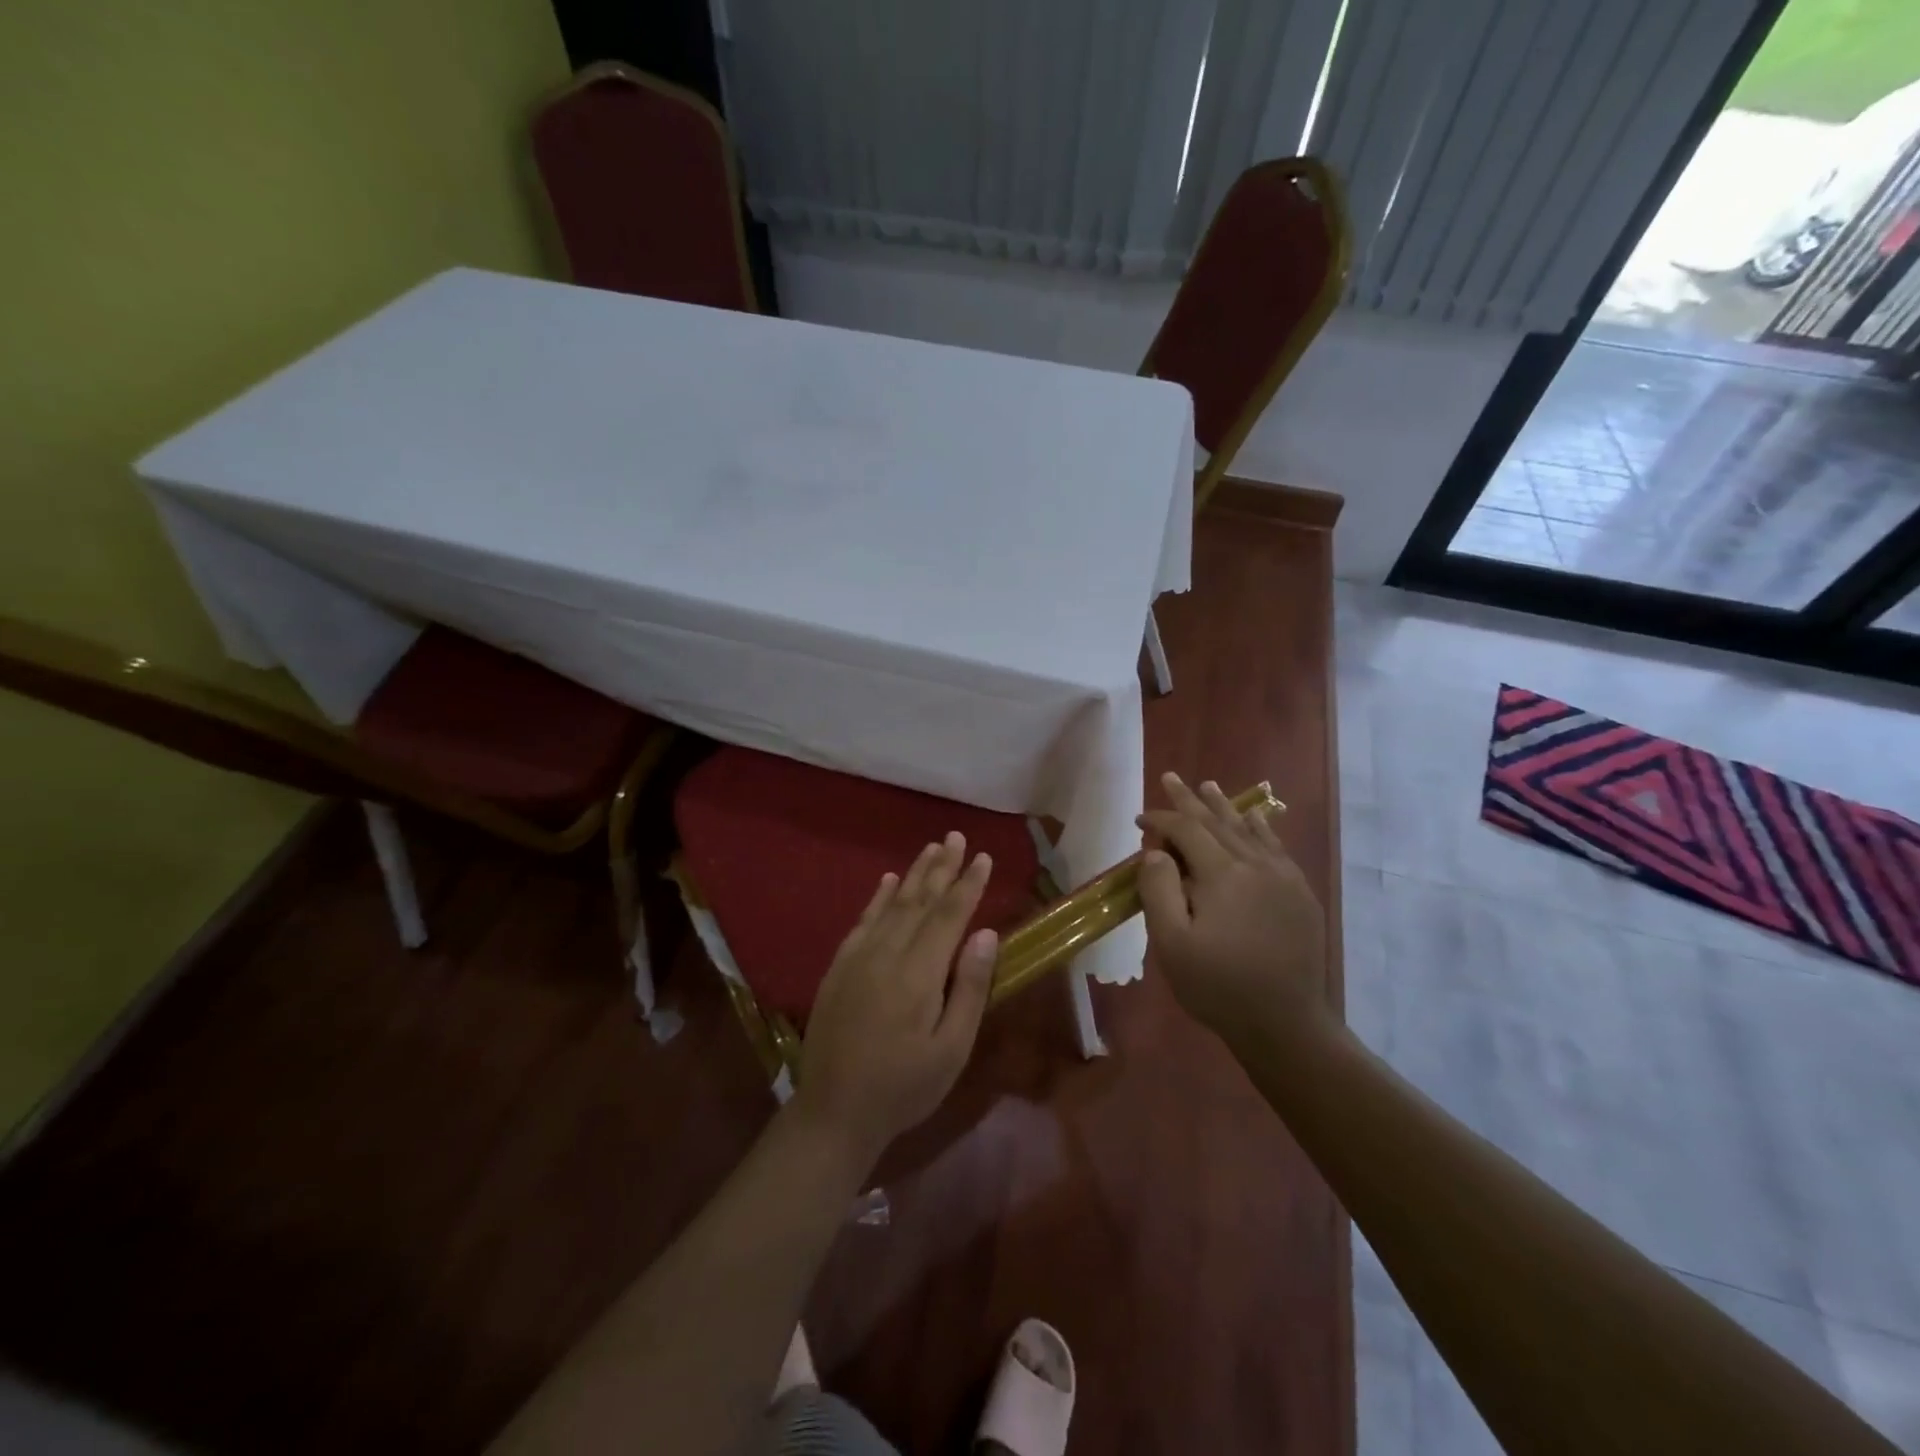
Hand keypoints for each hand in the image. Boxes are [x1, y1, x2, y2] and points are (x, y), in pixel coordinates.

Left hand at [794, 833, 999, 1164]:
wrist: (833, 1112)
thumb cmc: (904, 1087)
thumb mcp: (950, 1050)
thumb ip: (968, 989)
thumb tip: (985, 933)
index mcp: (919, 974)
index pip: (949, 916)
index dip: (968, 885)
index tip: (984, 857)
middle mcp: (887, 954)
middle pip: (920, 901)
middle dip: (942, 867)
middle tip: (956, 837)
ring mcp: (858, 958)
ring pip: (892, 904)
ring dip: (914, 874)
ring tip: (931, 848)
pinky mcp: (839, 968)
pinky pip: (862, 921)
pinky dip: (877, 898)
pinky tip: (887, 881)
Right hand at [1137, 772, 1329, 1050]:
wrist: (1285, 1023)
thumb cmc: (1219, 986)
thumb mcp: (1172, 944)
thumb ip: (1158, 890)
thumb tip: (1156, 851)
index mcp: (1222, 874)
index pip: (1186, 830)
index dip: (1160, 819)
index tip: (1139, 819)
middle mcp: (1256, 865)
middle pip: (1217, 822)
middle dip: (1190, 800)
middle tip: (1170, 777)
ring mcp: (1283, 877)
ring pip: (1248, 829)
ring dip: (1224, 807)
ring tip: (1208, 785)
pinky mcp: (1300, 893)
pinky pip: (1276, 847)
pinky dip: (1260, 827)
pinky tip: (1254, 818)